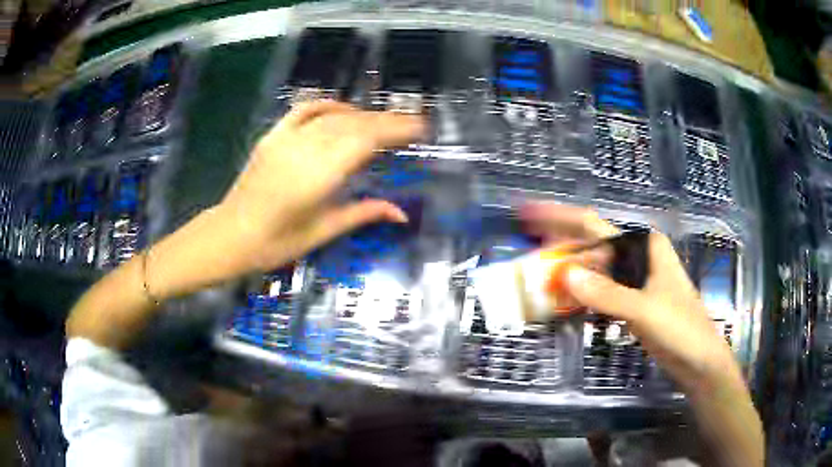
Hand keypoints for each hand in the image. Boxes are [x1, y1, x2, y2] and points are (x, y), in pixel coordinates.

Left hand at [218, 100, 424, 273]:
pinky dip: (328, 105)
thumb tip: (402, 213)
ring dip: (363, 115)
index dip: (396, 130)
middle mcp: (304, 150)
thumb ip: (364, 214)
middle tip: (411, 124)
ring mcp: (285, 139)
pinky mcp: (273, 135)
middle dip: (387, 121)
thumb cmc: (276, 243)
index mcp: (318, 177)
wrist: (230, 236)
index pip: (365, 141)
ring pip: (333, 116)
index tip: (420, 128)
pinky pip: (304, 109)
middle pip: (353, 124)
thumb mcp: (323, 231)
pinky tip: (344, 110)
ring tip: (385, 121)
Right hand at [522, 203, 741, 392]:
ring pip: (593, 272)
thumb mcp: (644, 310)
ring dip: (567, 276)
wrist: (698, 359)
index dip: (559, 218)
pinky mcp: (630, 302)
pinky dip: (579, 297)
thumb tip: (565, 275)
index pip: (593, 225)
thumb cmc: (680, 328)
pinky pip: (598, 294)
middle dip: (559, 251)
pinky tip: (561, 302)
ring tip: (536, 281)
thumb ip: (606, 294)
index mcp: (642, 246)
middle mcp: (635, 257)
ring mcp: (632, 281)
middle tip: (526, 258)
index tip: (528, 214)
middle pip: (590, 247)